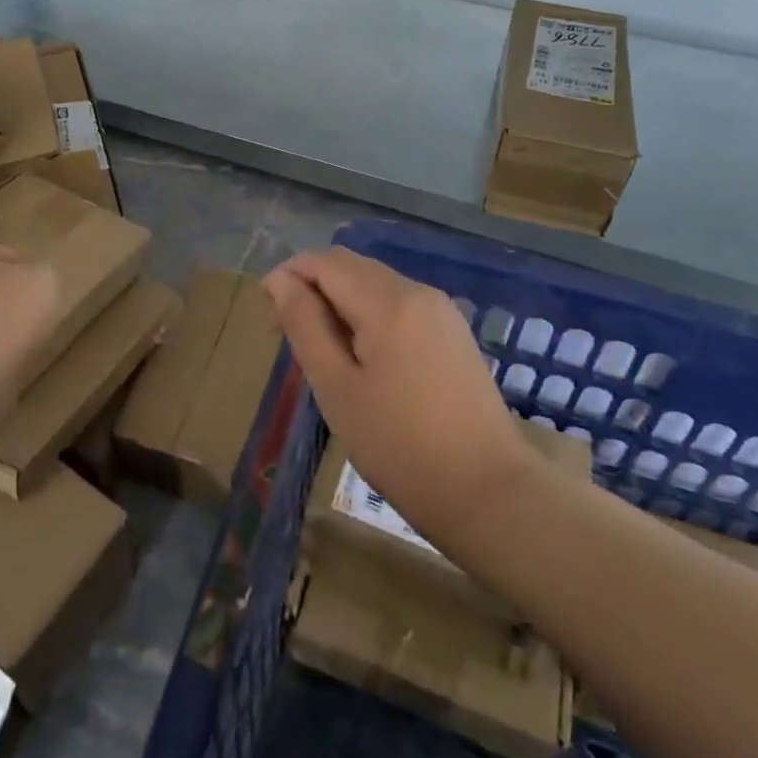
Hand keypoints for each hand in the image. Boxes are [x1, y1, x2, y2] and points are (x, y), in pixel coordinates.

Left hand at [0, 241, 60, 397]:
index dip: (23, 267)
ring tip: (21, 339)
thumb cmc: (9, 309)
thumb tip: (34, 282)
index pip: (1, 253)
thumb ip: (40, 275)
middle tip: (30, 310)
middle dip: (3, 296)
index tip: (38, 283)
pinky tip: (5, 359)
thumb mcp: (45, 280)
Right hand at [264, 247, 537, 548]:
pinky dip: (370, 313)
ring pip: (375, 282)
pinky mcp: (453, 332)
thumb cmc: (399, 446)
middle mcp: (417, 291)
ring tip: (324, 350)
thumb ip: (305, 325)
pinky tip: (364, 355)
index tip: (269, 318)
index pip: (324, 263)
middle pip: (351, 266)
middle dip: (313, 286)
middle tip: (291, 335)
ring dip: (341, 299)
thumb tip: (279, 280)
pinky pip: (399, 302)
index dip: (288, 277)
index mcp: (388, 301)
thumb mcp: (337, 387)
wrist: (489, 494)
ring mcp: (441, 310)